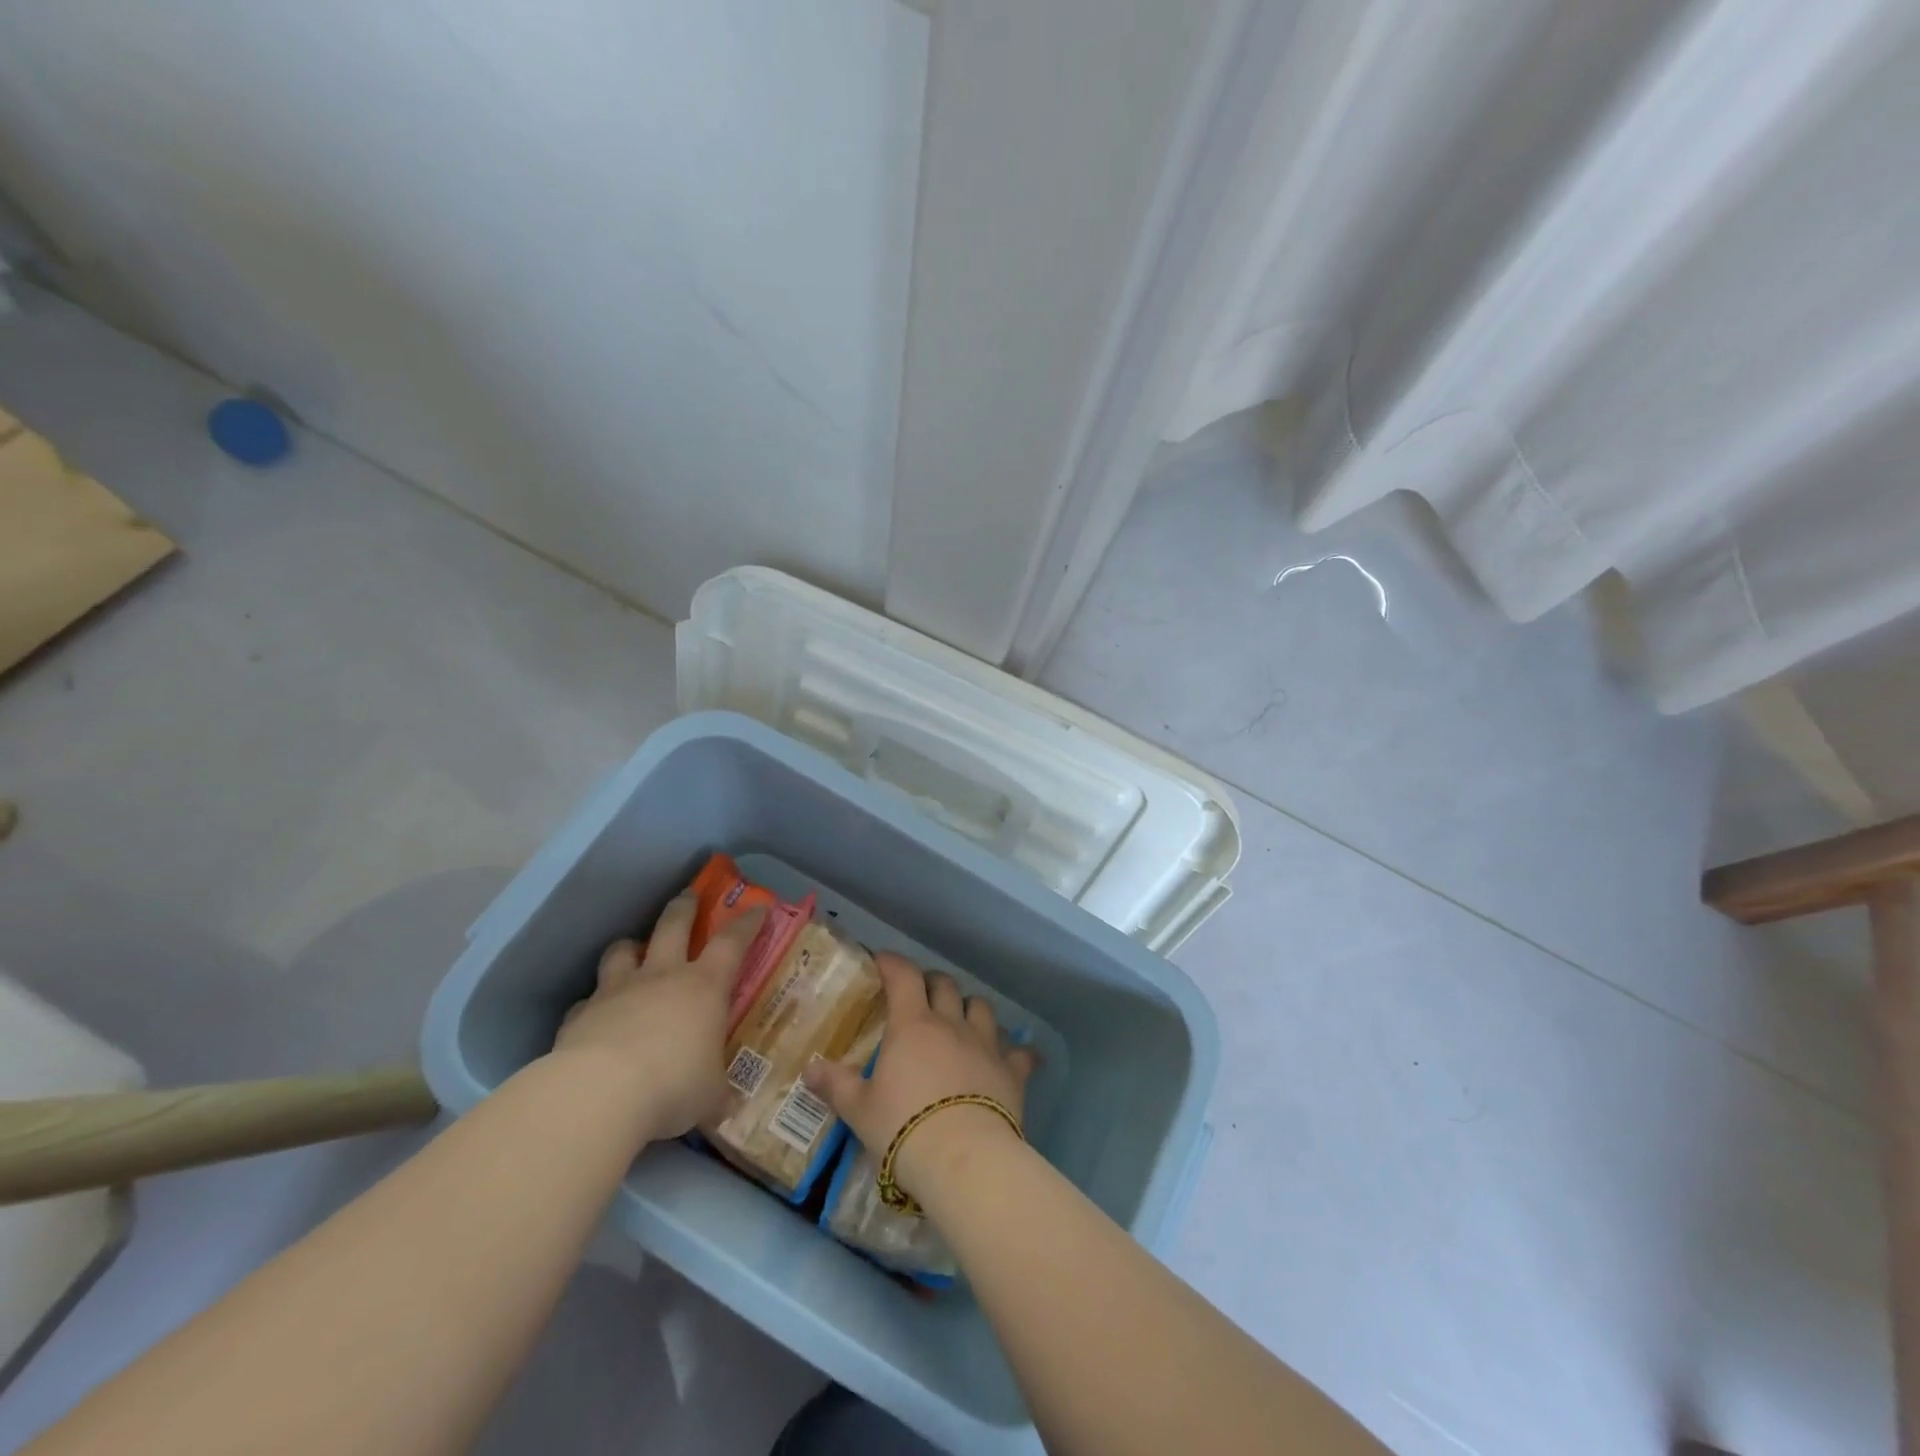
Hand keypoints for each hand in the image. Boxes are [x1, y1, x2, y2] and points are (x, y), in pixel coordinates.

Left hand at [554, 896, 765, 1140]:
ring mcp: (617, 991)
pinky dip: (594, 1003)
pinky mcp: (580, 1015)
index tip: (758, 907)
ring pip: (622, 951)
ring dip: (630, 947)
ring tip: (633, 951)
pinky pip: (588, 1000)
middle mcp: (661, 976)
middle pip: (673, 925)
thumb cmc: (674, 1085)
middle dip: (684, 907)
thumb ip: (717, 1092)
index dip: (747, 922)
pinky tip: (595, 1017)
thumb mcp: (710, 1096)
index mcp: (704, 987)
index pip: (732, 942)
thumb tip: (726, 1105)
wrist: (600, 1094)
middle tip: (689, 896)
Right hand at [804, 954, 1036, 1199]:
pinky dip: (1018, 1051)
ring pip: (981, 1007)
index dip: (892, 963)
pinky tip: (1020, 1055)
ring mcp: (986, 1044)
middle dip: (932, 982)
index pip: (904, 976)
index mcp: (913, 1025)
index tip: (882, 960)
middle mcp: (951, 1024)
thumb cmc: (903, 1127)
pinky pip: (1021, 1052)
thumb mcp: (859, 1109)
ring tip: (962, 1018)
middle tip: (920, 992)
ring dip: (970, 1007)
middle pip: (945, 985)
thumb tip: (809, 1069)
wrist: (963, 1158)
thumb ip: (836, 1085)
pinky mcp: (1012, 1071)